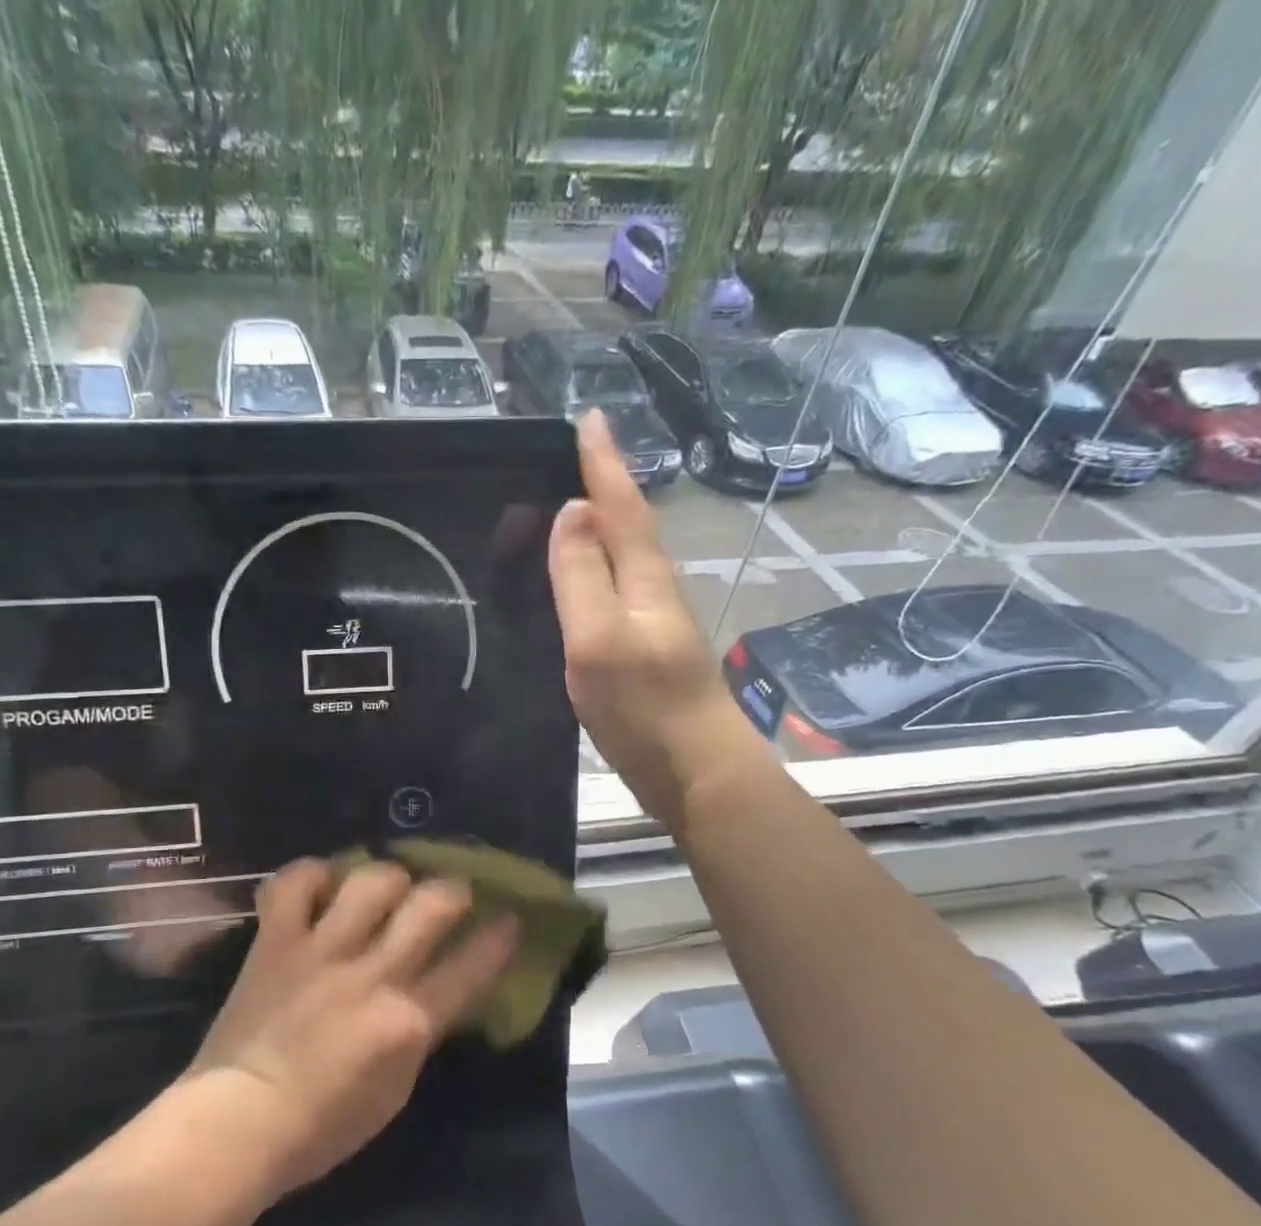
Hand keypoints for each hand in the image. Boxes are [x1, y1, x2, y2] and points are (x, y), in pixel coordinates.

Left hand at [187, 860, 518, 1195]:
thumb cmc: (324, 1125)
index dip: (500, 937)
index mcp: (408, 1020)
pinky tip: (321, 886)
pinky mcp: (276, 940)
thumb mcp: (396, 1089)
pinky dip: (311, 876)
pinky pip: (294, 883)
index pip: (473, 965)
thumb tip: (434, 992)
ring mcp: (321, 950)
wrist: (240, 1122)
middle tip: (448, 895)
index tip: (510, 918)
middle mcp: (372, 973)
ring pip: (370, 880)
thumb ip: (419, 1032)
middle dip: (452, 890)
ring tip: (384, 888)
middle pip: (431, 903)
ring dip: (387, 877)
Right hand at [550, 410, 769, 825]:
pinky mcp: (643, 654)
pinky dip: (594, 571)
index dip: (603, 463)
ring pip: (621, 560)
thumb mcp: (599, 639)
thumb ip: (582, 576)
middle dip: (601, 486)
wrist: (696, 773)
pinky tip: (577, 581)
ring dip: (597, 528)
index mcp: (643, 578)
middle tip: (568, 457)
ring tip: (563, 508)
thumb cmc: (644, 707)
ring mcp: (651, 624)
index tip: (589, 417)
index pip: (620, 506)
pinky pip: (613, 594)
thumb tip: (571, 511)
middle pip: (626, 526)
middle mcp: (652, 591)